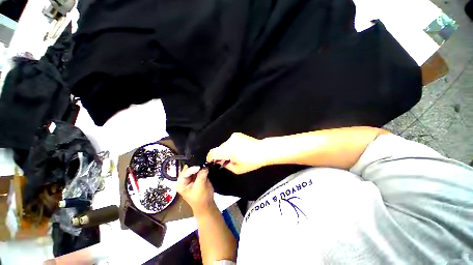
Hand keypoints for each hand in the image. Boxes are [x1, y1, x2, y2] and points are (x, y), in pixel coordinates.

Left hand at [176, 166, 214, 215]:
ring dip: (199, 167)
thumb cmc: (201, 199)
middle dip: (196, 166)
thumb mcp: (200, 187)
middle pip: (189, 169)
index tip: (199, 166)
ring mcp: (190, 178)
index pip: (185, 173)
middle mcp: (184, 180)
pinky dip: (202, 168)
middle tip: (202, 164)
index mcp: (181, 184)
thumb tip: (204, 167)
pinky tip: (205, 168)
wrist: (207, 205)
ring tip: (204, 165)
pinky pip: (199, 170)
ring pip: (194, 168)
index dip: (192, 168)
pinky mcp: (196, 177)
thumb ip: (201, 175)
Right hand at [206, 133, 268, 174]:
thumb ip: (226, 165)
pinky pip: (230, 141)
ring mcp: (233, 137)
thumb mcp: (237, 169)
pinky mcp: (237, 134)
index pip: (213, 153)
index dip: (210, 157)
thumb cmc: (251, 162)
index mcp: (228, 151)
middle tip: (226, 161)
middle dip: (220, 155)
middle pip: (219, 149)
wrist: (263, 150)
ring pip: (224, 145)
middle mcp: (229, 141)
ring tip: (234, 155)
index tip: (211, 161)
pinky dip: (231, 146)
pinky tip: (238, 149)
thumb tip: (220, 161)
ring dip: (226, 150)